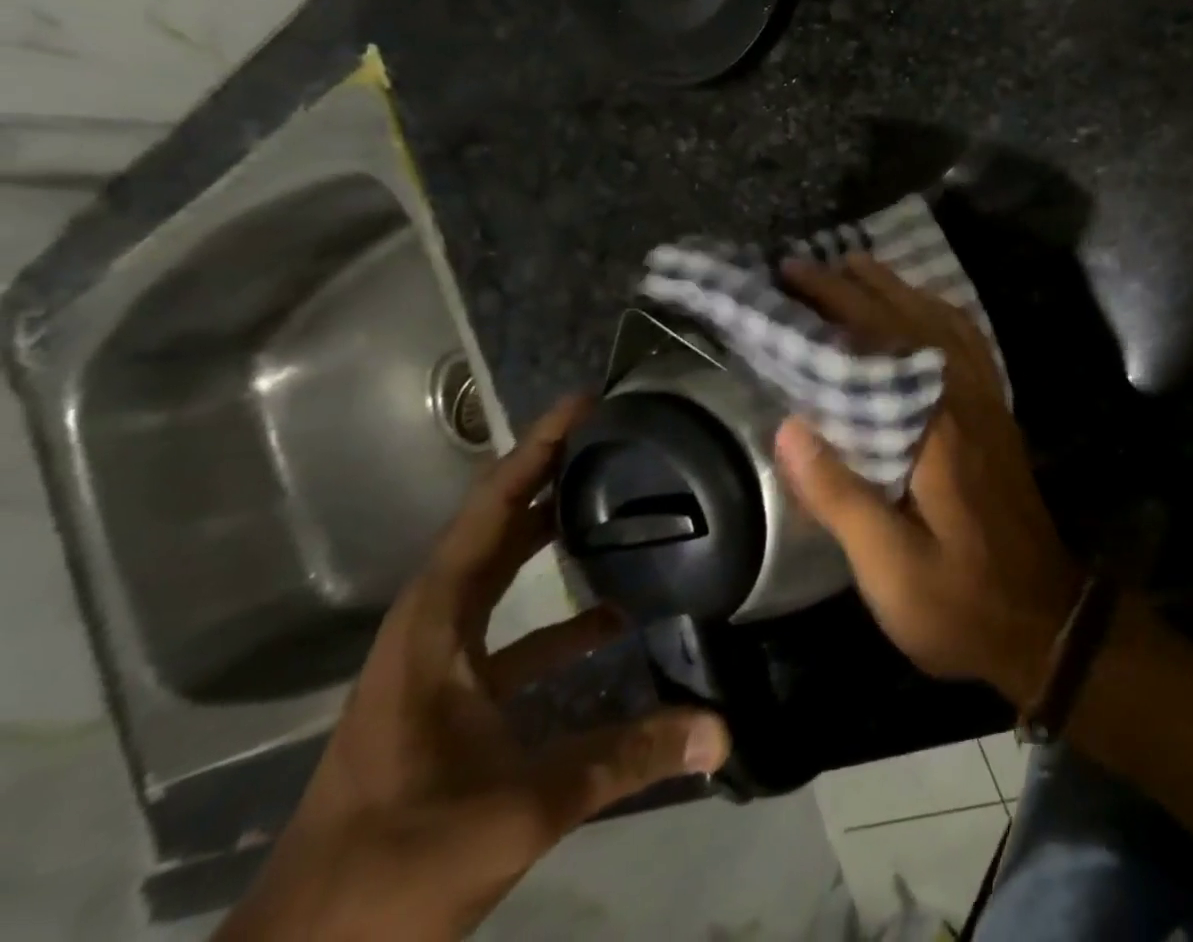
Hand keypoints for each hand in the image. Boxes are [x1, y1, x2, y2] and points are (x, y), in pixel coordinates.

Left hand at [218, 395, 730, 941]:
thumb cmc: (395, 863)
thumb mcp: (518, 809)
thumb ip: (624, 758)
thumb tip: (721, 729)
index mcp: (433, 628)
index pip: (489, 516)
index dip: (535, 454)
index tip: (584, 405)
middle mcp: (432, 631)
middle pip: (496, 531)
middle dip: (551, 479)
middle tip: (617, 439)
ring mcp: (438, 668)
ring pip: (504, 581)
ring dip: (555, 543)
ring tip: (626, 508)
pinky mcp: (451, 703)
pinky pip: (515, 634)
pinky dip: (561, 616)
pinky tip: (617, 620)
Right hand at [775, 256, 1082, 707]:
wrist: (1046, 622)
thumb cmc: (961, 603)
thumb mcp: (890, 568)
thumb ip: (840, 495)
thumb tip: (789, 426)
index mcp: (939, 429)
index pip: (882, 343)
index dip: (836, 302)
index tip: (793, 275)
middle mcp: (968, 400)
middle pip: (912, 320)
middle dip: (858, 285)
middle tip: (808, 264)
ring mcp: (989, 405)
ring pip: (945, 323)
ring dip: (900, 290)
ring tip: (857, 270)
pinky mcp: (998, 417)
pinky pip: (970, 344)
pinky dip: (940, 314)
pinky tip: (922, 314)